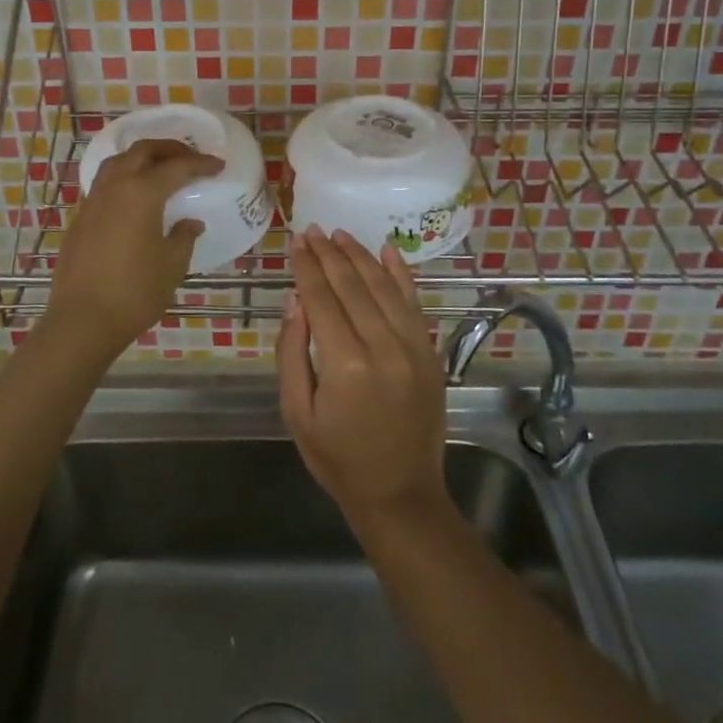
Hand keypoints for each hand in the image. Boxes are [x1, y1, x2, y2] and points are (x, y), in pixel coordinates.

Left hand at [45, 138, 223, 363]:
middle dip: (169, 149)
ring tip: (161, 170)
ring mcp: (93, 200)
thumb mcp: (172, 265)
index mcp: (142, 193)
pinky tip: (135, 197)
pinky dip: (124, 177)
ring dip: (142, 158)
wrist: (83, 320)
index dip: (201, 164)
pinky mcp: (80, 217)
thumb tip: (190, 223)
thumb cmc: (135, 292)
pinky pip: (105, 183)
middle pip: (142, 151)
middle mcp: (115, 187)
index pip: (177, 167)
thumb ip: (184, 237)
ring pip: (118, 162)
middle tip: (190, 158)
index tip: (218, 165)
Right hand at [276, 228, 448, 525]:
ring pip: (383, 286)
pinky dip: (401, 273)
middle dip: (329, 254)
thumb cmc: (337, 458)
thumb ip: (292, 352)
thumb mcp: (297, 412)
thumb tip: (296, 300)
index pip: (321, 298)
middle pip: (352, 285)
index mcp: (345, 363)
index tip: (296, 241)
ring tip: (339, 234)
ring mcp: (412, 347)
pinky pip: (414, 303)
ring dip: (359, 255)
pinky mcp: (430, 352)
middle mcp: (382, 346)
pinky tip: (387, 249)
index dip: (307, 266)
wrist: (400, 493)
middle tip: (312, 229)